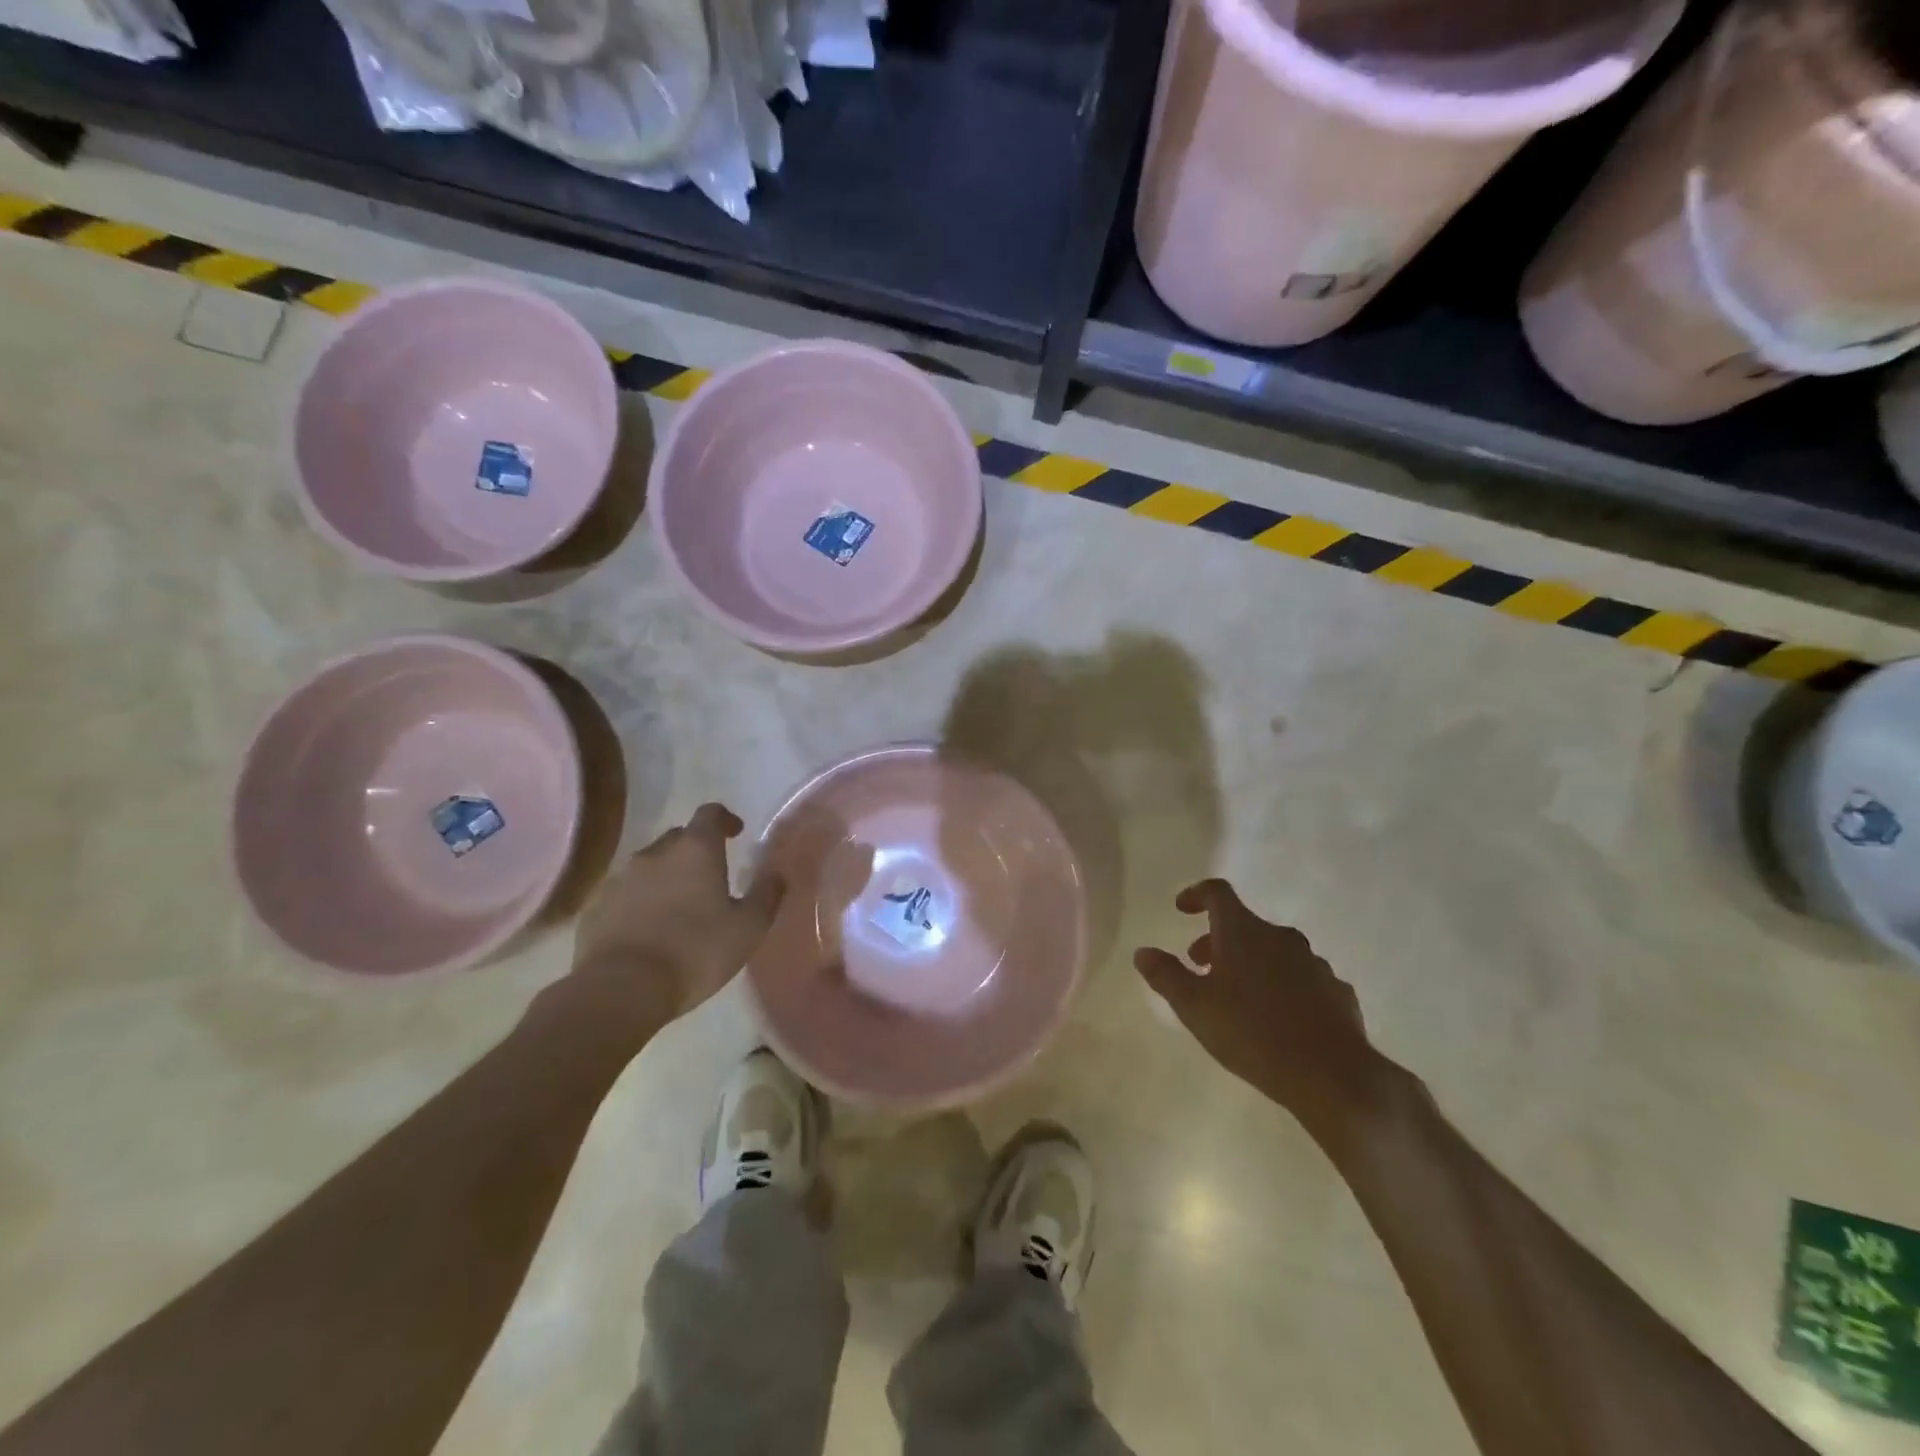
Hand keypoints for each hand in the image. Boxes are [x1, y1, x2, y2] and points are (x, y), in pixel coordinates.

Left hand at [564, 803, 786, 1033]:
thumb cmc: (696, 952)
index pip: (710, 813)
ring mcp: (620, 878)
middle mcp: (655, 853)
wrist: (622, 989)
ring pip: (649, 865)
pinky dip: (639, 901)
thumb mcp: (749, 928)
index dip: (725, 819)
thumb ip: (767, 895)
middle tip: (711, 876)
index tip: (736, 833)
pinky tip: (648, 928)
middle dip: (696, 850)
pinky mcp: (596, 906)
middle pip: (679, 837)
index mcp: (695, 849)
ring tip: (679, 906)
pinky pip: (624, 893)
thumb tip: (777, 873)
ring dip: (666, 876)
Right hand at [1134, 879, 1383, 1138]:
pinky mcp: (1336, 991)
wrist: (1332, 1075)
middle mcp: (1280, 937)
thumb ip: (1166, 975)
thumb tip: (1143, 952)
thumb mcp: (1194, 1007)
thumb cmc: (1252, 1033)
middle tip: (1200, 966)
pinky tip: (1277, 1018)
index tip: (1182, 909)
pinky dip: (1282, 985)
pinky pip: (1301, 978)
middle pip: (1244, 925)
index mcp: (1243, 932)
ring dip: (1250, 963)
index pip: (1218, 893)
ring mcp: (1313, 963)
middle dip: (1218, 940)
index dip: (1196, 894)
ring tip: (1237, 997)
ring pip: (1273, 952)